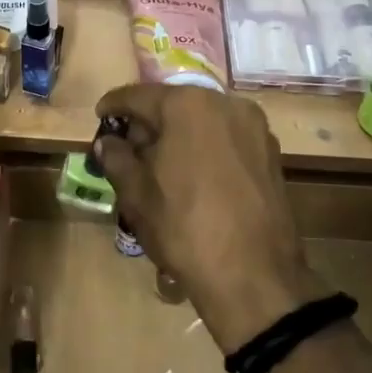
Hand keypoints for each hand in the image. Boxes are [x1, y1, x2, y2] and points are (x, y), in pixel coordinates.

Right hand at [92, 84, 313, 353]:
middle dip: (149, 122)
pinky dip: (205, 148)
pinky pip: (227, 139)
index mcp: (187, 105)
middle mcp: (225, 104)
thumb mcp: (136, 194)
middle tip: (128, 146)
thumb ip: (116, 158)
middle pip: (174, 105)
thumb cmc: (184, 228)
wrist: (253, 276)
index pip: (138, 96)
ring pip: (203, 121)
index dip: (114, 106)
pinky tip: (193, 175)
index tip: (100, 116)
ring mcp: (255, 128)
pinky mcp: (271, 153)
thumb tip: (107, 142)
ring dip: (179, 134)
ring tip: (160, 163)